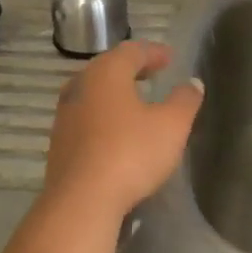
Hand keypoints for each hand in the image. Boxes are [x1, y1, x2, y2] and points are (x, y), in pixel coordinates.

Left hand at [43, 42, 204, 221]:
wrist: (81, 201)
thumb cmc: (130, 153)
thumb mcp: (171, 126)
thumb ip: (184, 101)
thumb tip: (193, 83)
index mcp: (107, 72)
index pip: (132, 51)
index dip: (153, 52)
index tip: (170, 58)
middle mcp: (80, 85)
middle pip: (108, 67)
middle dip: (132, 68)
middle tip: (152, 73)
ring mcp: (64, 114)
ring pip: (93, 92)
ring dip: (115, 92)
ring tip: (135, 101)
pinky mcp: (58, 141)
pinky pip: (85, 116)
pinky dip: (103, 114)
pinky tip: (115, 130)